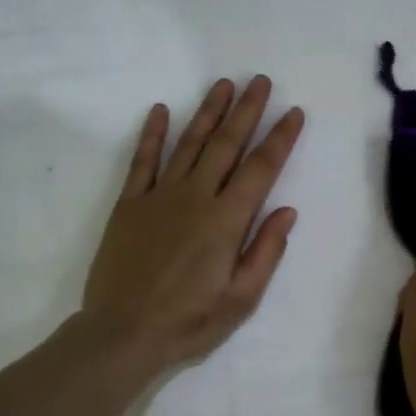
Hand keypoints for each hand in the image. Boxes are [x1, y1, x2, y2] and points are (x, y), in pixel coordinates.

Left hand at [80, 76, 304, 376]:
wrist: (121, 334)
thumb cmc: (188, 322)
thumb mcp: (240, 300)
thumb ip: (265, 252)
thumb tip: (286, 211)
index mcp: (226, 221)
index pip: (261, 169)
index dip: (280, 138)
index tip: (294, 112)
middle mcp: (195, 198)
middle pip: (226, 144)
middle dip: (246, 111)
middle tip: (260, 81)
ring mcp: (159, 197)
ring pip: (188, 144)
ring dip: (207, 112)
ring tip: (223, 84)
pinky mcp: (129, 204)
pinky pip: (143, 161)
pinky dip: (151, 134)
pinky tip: (160, 110)